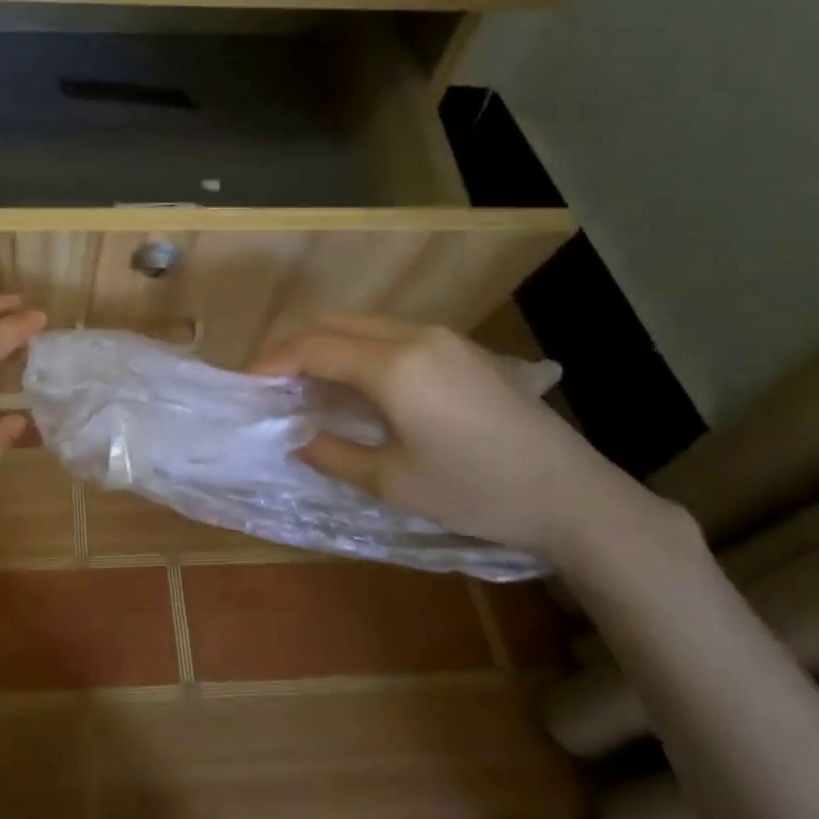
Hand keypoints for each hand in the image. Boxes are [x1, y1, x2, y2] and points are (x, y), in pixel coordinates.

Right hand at [251, 316, 689, 571]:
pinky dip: (358, 349)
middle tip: (269, 381)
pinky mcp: (462, 350)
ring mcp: (443, 338)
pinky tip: (355, 384)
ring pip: (363, 324)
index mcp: (394, 365)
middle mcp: (415, 336)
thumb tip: (293, 436)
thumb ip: (331, 452)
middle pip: (333, 323)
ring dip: (326, 345)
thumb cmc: (476, 492)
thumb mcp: (392, 482)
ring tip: (305, 384)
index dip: (271, 362)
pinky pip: (391, 334)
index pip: (312, 347)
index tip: (246, 385)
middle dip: (292, 345)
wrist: (572, 495)